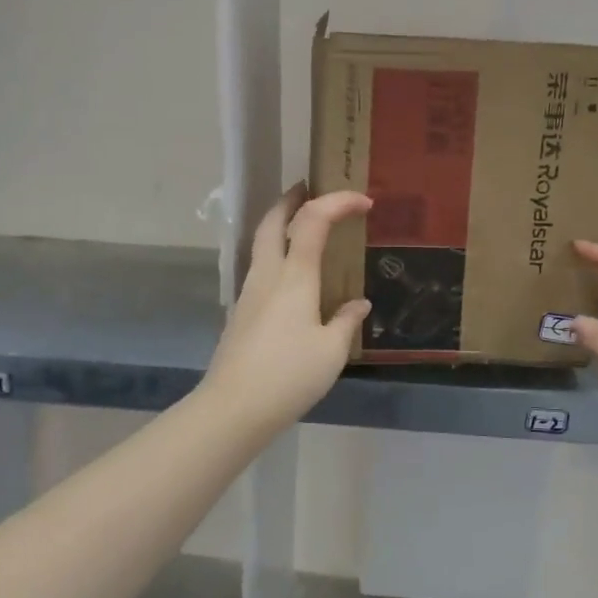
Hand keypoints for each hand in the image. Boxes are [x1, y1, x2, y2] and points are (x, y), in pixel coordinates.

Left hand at [199, 184, 371, 437]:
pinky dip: (277, 254)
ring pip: (261, 243)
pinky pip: (261, 268)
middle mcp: (267, 275)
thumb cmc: (289, 376)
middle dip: (292, 199)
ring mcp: (249, 294)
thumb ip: (346, 321)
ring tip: (303, 228)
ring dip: (280, 224)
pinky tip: (292, 278)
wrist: (233, 408)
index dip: (338, 202)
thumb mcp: (332, 352)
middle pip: (272, 221)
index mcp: (294, 277)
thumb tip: (359, 304)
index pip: (313, 220)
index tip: (364, 203)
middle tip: (310, 189)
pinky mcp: (241, 313)